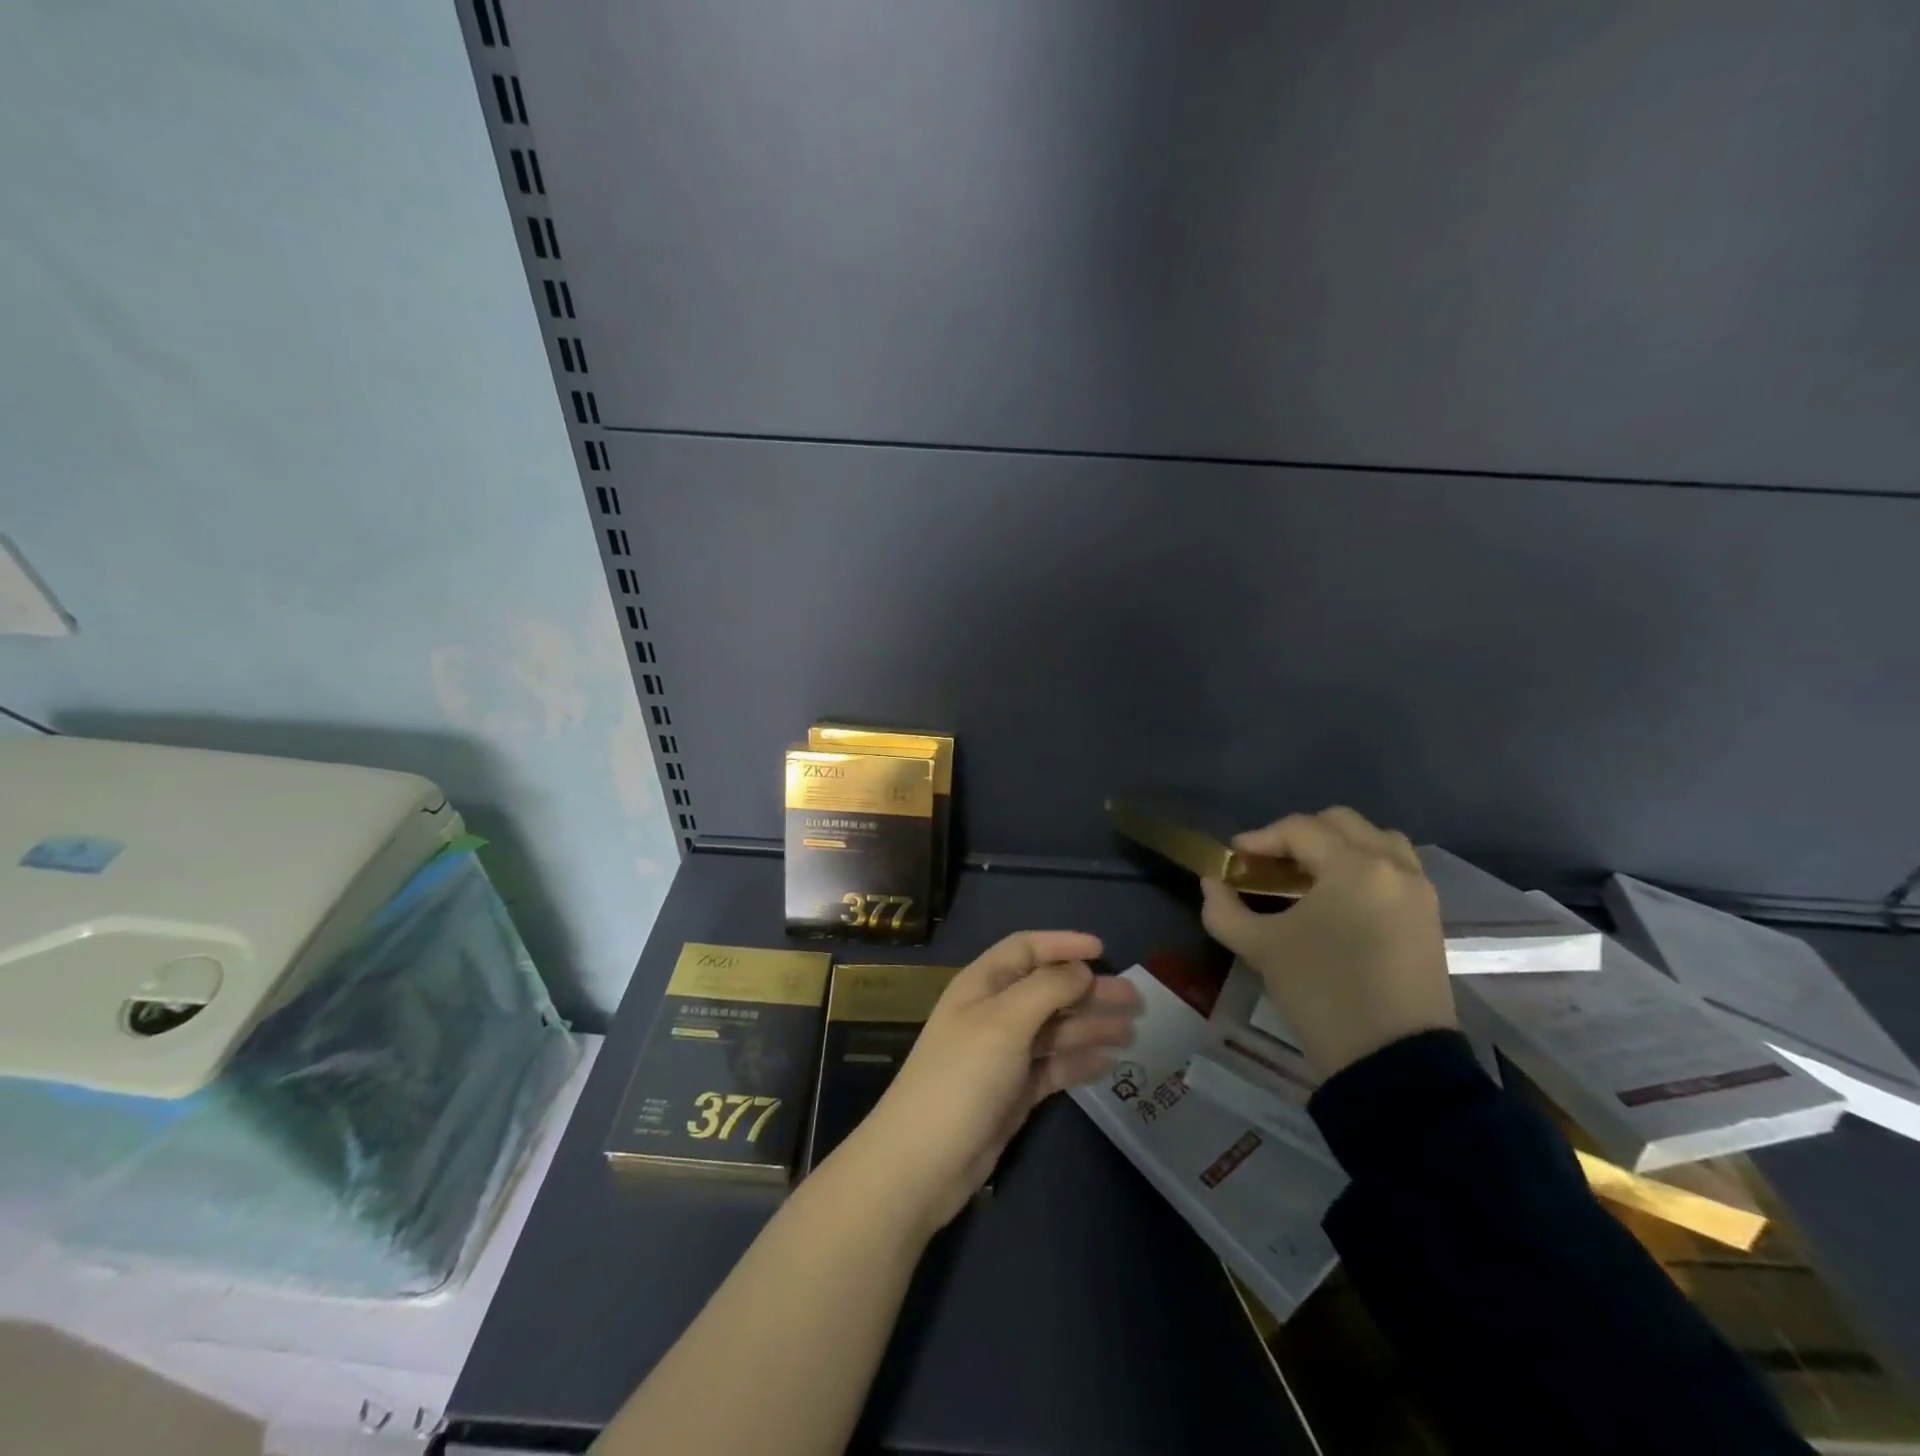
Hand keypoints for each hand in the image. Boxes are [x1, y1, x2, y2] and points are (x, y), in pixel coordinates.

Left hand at [835, 931, 1140, 1233]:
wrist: (925, 1161)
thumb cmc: (962, 1076)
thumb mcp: (1004, 1021)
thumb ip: (1047, 989)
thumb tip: (1082, 968)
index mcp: (983, 984)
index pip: (1026, 949)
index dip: (1063, 944)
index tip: (1103, 949)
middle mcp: (994, 1013)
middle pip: (1048, 990)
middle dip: (1090, 991)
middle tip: (1136, 1000)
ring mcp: (1004, 1054)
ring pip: (1055, 1030)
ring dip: (1091, 1026)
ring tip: (1133, 1032)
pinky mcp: (1014, 1091)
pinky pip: (1053, 1066)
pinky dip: (1079, 1062)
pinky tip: (1109, 1063)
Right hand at [1199, 807, 1455, 1078]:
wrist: (1394, 1062)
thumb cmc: (1322, 994)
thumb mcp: (1260, 949)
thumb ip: (1225, 909)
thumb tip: (1211, 882)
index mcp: (1354, 867)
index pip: (1299, 829)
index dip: (1259, 838)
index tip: (1233, 860)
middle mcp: (1393, 867)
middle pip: (1342, 823)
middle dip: (1299, 836)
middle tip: (1269, 866)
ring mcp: (1419, 891)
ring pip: (1376, 841)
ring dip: (1338, 847)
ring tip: (1307, 877)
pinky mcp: (1430, 918)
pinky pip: (1395, 869)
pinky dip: (1364, 867)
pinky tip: (1337, 899)